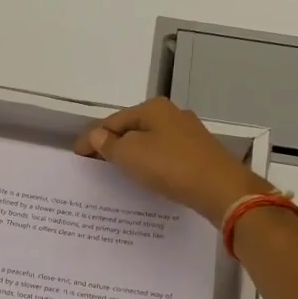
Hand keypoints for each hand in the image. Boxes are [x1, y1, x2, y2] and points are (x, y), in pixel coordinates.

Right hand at [74, 96, 269, 223]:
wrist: (221, 189)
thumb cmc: (170, 166)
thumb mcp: (130, 154)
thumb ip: (109, 144)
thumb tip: (96, 136)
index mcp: (153, 108)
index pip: (112, 121)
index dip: (91, 138)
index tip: (76, 156)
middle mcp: (172, 115)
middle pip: (132, 129)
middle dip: (112, 145)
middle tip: (94, 165)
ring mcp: (188, 134)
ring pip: (149, 143)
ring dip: (132, 156)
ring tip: (116, 174)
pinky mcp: (198, 154)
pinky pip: (165, 156)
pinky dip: (150, 165)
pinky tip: (146, 178)